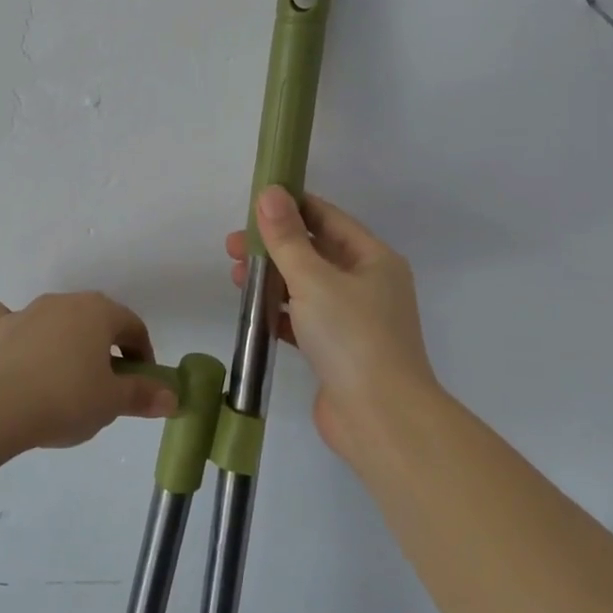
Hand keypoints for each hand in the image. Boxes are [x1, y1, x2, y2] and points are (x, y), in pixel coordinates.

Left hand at [0, 292, 176, 451]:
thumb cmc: (64, 400)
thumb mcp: (111, 403)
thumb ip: (143, 395)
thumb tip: (172, 397)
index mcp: (99, 312)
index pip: (133, 326)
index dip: (142, 354)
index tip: (141, 384)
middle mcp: (64, 302)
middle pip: (94, 320)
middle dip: (104, 346)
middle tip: (104, 385)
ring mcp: (26, 311)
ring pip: (54, 318)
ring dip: (64, 340)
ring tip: (62, 378)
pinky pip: (6, 319)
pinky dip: (13, 330)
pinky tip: (13, 349)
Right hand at [227, 188, 440, 459]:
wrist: (380, 419)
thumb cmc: (351, 337)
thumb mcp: (314, 279)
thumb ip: (286, 238)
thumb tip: (269, 192)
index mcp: (373, 259)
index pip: (328, 218)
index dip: (291, 207)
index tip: (252, 205)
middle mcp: (368, 284)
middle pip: (314, 251)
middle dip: (274, 246)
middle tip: (233, 246)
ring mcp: (353, 319)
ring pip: (307, 286)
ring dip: (273, 278)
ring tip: (235, 276)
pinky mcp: (337, 350)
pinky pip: (304, 318)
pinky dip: (279, 311)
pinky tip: (252, 310)